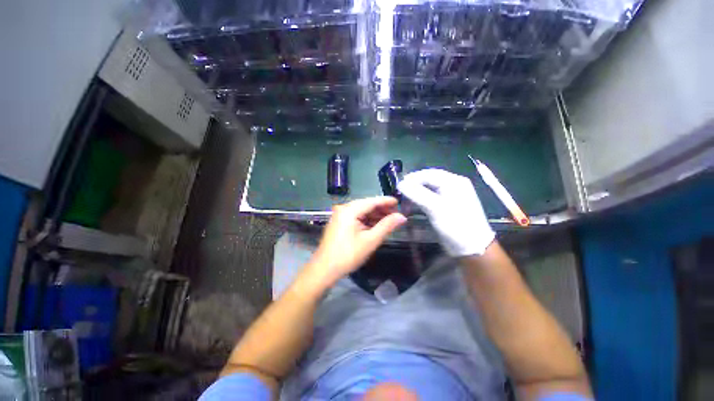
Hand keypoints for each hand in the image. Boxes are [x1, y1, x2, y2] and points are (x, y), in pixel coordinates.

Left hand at [304, 196, 406, 288]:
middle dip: (381, 209)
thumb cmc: (348, 255)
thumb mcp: (370, 240)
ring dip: (375, 215)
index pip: (372, 201)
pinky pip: (356, 217)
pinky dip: (367, 220)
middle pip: (366, 205)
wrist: (325, 269)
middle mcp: (344, 209)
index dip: (386, 201)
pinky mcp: (339, 223)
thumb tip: (402, 217)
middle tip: (396, 214)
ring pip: (362, 211)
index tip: (399, 203)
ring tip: (389, 220)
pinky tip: (376, 225)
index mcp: (350, 210)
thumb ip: (387, 226)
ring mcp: (340, 215)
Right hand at [397, 169, 493, 256]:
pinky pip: (431, 198)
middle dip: (413, 187)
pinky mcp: (448, 205)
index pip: (428, 174)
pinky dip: (421, 201)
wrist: (473, 248)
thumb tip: (400, 183)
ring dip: (415, 194)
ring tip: (405, 203)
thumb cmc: (455, 225)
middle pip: (428, 180)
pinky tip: (413, 207)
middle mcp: (453, 185)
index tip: (397, 187)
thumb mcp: (435, 208)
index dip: (411, 179)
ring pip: (428, 189)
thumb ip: (417, 194)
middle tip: (400, 195)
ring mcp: (451, 195)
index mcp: (453, 181)